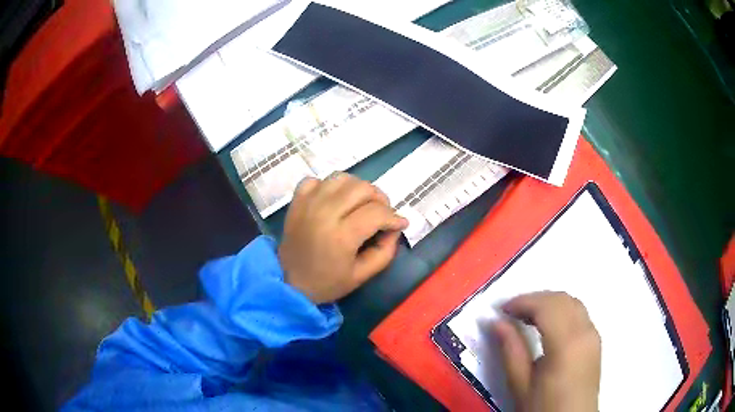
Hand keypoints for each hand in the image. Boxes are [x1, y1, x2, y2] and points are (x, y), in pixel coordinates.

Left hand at [279, 173, 407, 303]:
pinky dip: (330, 186)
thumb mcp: (362, 276)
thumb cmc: (327, 282)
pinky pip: (317, 180)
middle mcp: (324, 213)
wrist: (289, 282)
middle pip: (362, 188)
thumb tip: (395, 228)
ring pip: (341, 178)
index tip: (400, 224)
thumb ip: (385, 252)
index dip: (394, 217)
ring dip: (357, 188)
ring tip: (361, 204)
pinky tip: (334, 201)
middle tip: (382, 214)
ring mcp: (308, 203)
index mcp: (341, 236)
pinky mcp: (297, 201)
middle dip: (380, 199)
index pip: (377, 212)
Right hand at [493, 291, 600, 411]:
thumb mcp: (521, 385)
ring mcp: (594, 335)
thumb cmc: (543, 408)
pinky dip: (561, 310)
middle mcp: (585, 332)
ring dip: (549, 303)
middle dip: (535, 299)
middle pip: (561, 299)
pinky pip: (579, 313)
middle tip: (511, 312)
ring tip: (526, 317)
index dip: (523, 301)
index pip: (546, 306)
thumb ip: (511, 350)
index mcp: (567, 344)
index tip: (501, 309)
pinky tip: (548, 324)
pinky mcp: (596, 341)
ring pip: (573, 302)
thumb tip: (496, 322)